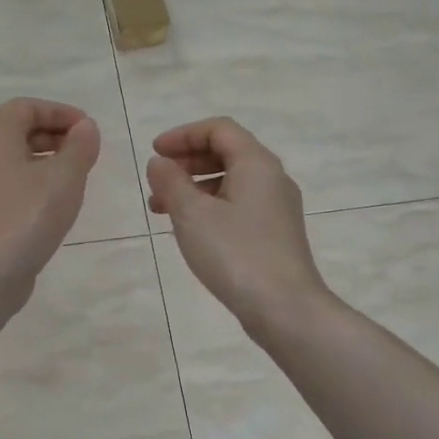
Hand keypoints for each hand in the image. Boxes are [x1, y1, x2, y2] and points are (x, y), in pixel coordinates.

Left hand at [0, 99, 100, 288]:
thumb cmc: (27, 216)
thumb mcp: (64, 177)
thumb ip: (79, 147)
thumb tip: (85, 128)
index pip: (24, 107)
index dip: (58, 112)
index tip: (87, 130)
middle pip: (18, 132)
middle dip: (54, 135)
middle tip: (85, 153)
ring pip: (15, 161)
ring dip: (47, 162)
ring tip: (76, 179)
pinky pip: (12, 186)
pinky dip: (36, 185)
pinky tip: (56, 206)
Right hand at [146, 118, 329, 329]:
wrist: (285, 309)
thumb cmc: (236, 254)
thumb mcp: (192, 214)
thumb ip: (170, 182)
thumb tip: (159, 163)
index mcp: (256, 164)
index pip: (219, 129)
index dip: (183, 135)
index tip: (154, 153)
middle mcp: (272, 178)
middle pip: (226, 152)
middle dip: (186, 161)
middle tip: (157, 179)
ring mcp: (276, 208)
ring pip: (230, 181)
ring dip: (193, 187)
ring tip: (161, 209)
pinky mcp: (274, 233)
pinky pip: (237, 205)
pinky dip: (209, 206)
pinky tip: (189, 229)